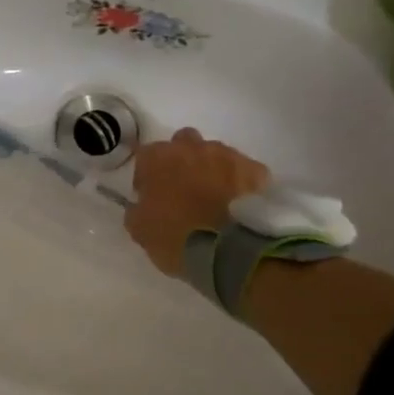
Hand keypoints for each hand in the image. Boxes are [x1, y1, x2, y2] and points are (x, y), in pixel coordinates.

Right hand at [125, 128, 269, 278]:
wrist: (229, 251)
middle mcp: (192, 147)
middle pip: (183, 143)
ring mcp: (228, 155)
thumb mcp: (140, 230)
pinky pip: (243, 170)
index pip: (145, 156)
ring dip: (211, 170)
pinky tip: (238, 203)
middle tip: (182, 189)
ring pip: (215, 154)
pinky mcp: (256, 170)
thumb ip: (137, 210)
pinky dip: (239, 182)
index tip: (149, 196)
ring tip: (214, 199)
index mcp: (158, 158)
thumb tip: (142, 205)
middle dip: (181, 160)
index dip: (146, 176)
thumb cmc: (175, 238)